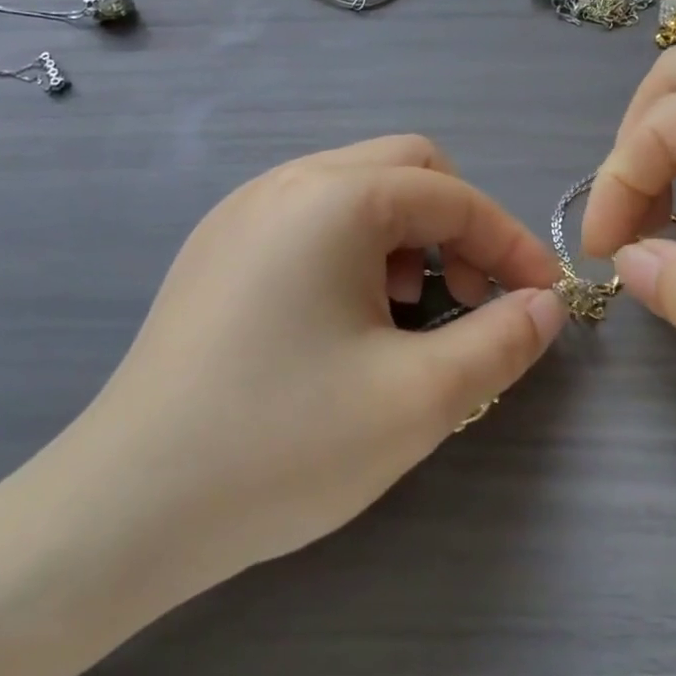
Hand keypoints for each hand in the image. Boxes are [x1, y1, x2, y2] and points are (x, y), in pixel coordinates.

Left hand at [34, 136, 564, 616]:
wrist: (129, 506)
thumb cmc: (284, 444)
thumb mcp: (418, 398)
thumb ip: (500, 341)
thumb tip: (545, 305)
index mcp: (333, 199)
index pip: (453, 196)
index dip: (512, 243)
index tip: (544, 299)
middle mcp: (283, 184)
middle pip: (404, 169)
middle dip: (458, 226)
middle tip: (472, 297)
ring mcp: (239, 215)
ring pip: (353, 192)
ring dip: (404, 237)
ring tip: (405, 313)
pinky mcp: (215, 254)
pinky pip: (308, 222)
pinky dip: (353, 251)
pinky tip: (345, 321)